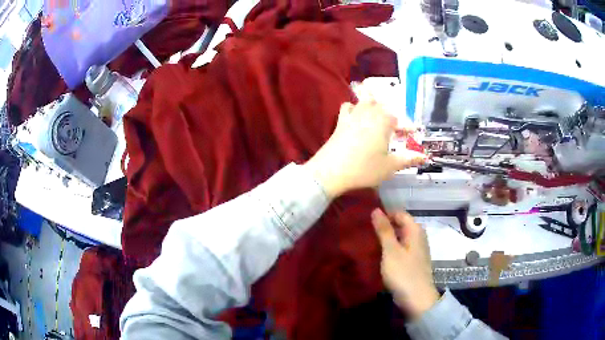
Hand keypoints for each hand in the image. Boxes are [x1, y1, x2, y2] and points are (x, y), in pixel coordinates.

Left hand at [303, 87, 426, 197]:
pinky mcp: (340, 122)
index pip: (399, 119)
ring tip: (378, 115)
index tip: (412, 134)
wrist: (330, 171)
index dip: (406, 126)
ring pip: (365, 101)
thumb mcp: (390, 166)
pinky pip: (348, 107)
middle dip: (391, 113)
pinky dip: (354, 107)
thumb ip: (408, 159)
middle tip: (395, 126)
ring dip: (373, 104)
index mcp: (383, 121)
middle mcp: (368, 113)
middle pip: (382, 105)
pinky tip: (356, 116)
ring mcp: (352, 115)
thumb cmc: (364, 168)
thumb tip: (424, 157)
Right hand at [371, 209, 439, 318]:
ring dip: (386, 240)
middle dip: (384, 227)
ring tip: (368, 243)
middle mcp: (418, 237)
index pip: (399, 214)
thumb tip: (376, 209)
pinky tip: (378, 255)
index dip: (384, 215)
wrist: (417, 298)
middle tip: (365, 232)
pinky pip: (400, 250)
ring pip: (399, 238)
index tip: (367, 220)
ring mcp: (417, 250)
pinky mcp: (413, 262)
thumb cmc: (403, 272)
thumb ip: (384, 230)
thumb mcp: (391, 250)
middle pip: (400, 225)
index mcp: (415, 230)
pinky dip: (390, 250)